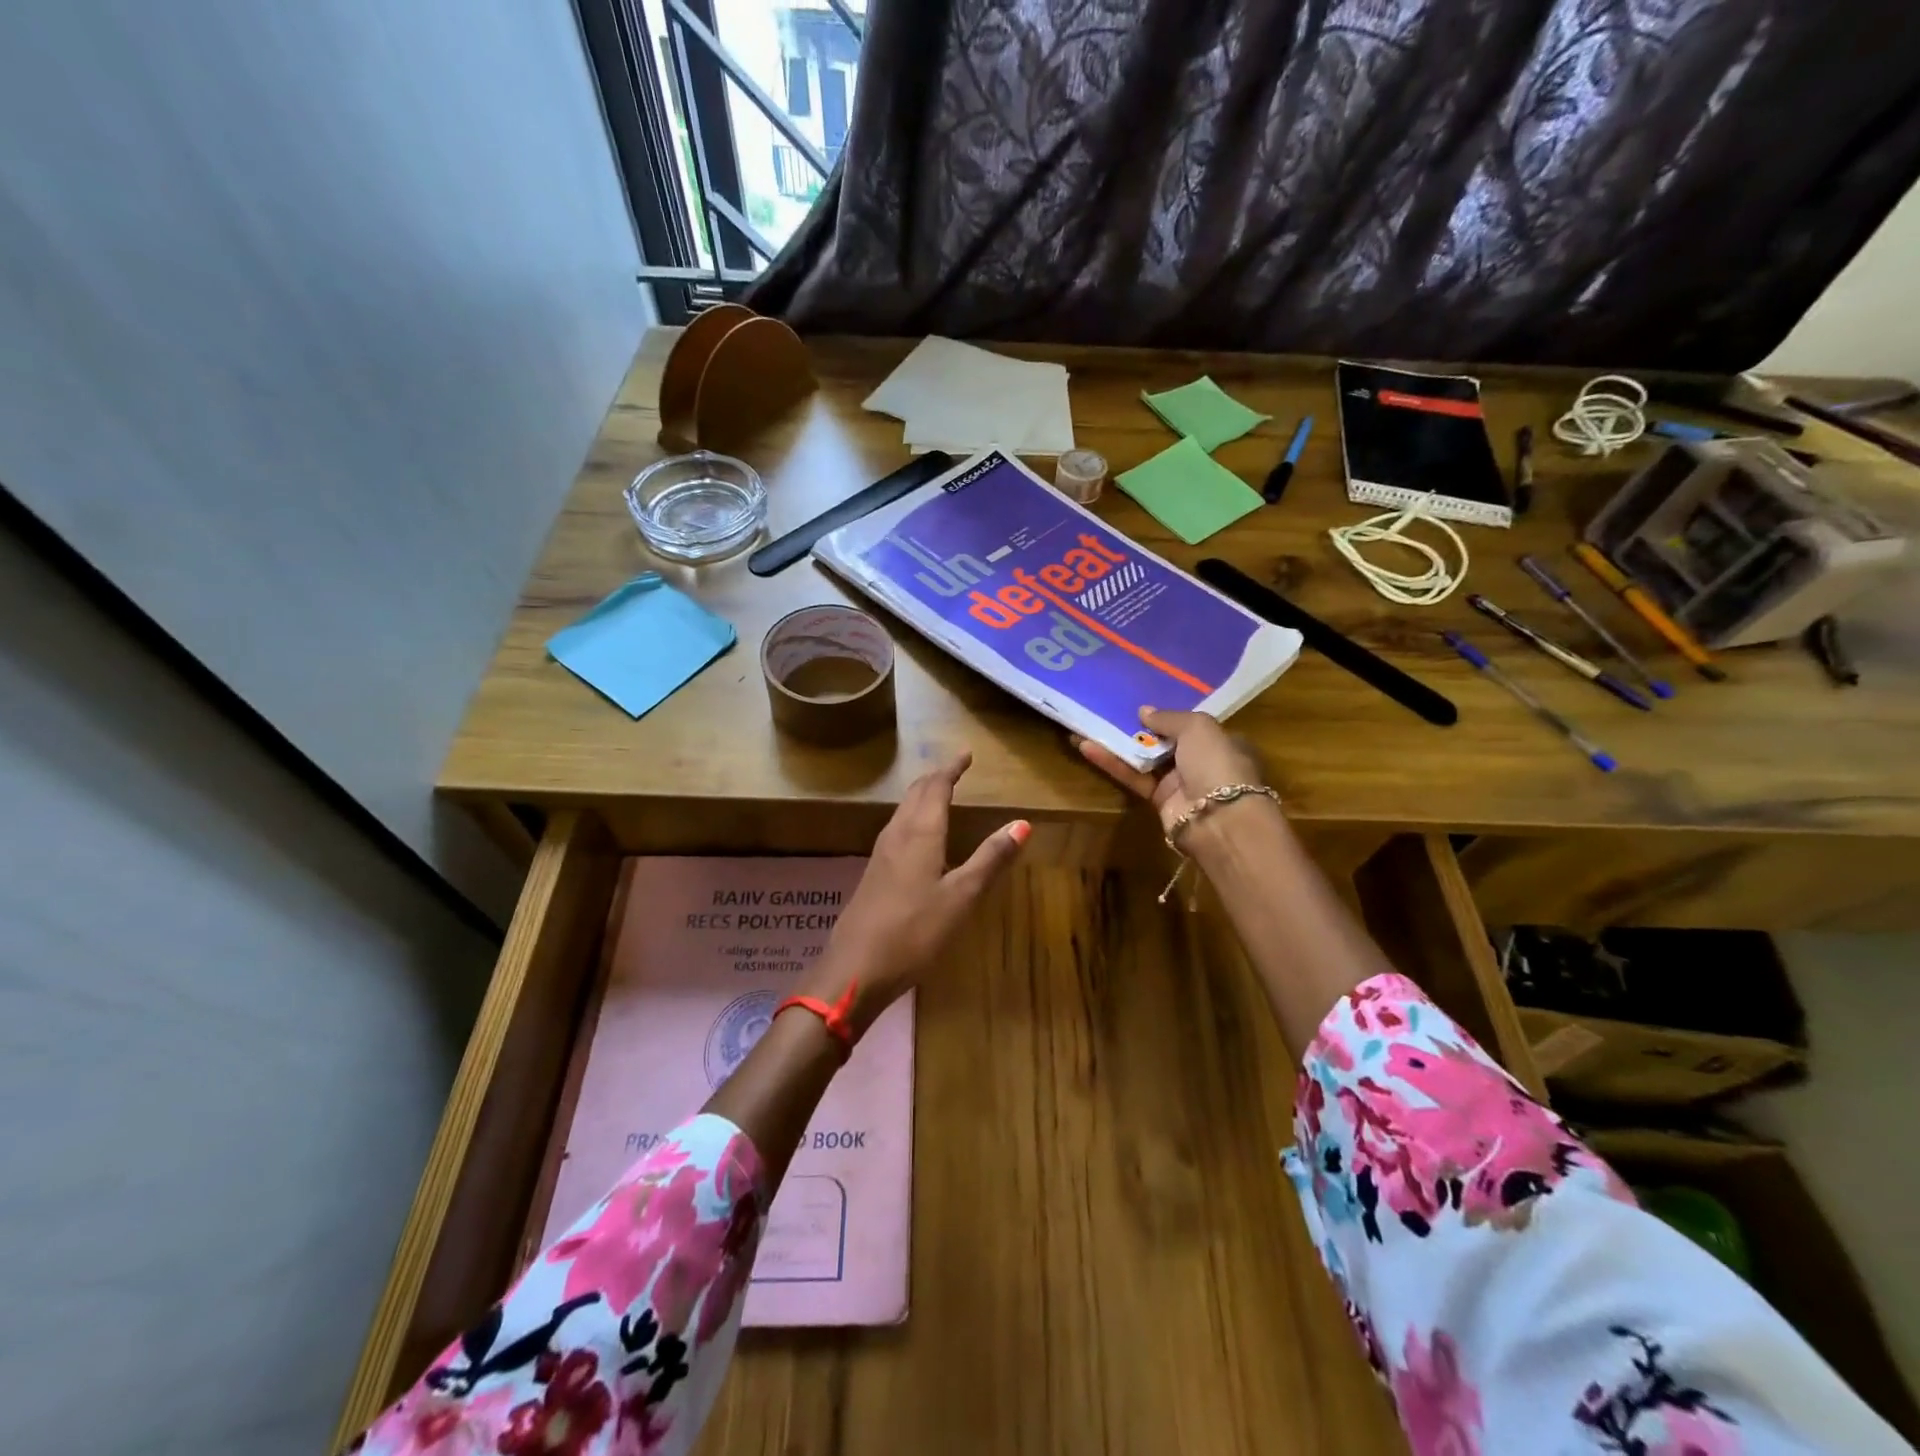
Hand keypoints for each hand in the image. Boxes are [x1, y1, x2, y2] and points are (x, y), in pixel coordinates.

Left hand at [806, 752, 1027, 1029]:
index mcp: (920, 833)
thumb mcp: (961, 897)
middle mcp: (897, 834)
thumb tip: (1021, 823)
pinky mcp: (873, 873)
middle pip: (916, 794)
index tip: (966, 754)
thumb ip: (990, 859)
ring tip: (939, 793)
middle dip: (936, 778)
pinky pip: (896, 829)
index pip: (936, 787)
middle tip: (955, 770)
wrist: (855, 968)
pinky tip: (918, 836)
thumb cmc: (914, 931)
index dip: (952, 768)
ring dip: (922, 796)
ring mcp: (880, 854)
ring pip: (903, 811)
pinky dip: (913, 817)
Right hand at [1074, 706, 1270, 841]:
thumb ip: (1168, 717)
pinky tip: (1087, 746)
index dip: (1170, 715)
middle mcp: (1201, 761)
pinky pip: (1133, 777)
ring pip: (1145, 758)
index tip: (1143, 703)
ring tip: (1088, 725)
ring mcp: (1179, 782)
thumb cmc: (1215, 762)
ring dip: (1118, 743)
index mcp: (1221, 742)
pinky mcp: (1158, 800)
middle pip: (1165, 741)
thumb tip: (1143, 711)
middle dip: (1139, 727)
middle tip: (1110, 709)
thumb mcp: (1197, 727)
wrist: (1217, 817)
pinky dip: (1112, 763)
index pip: (1193, 725)